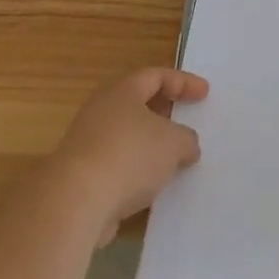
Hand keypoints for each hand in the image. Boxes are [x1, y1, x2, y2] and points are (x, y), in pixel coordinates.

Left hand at [47, 68, 208, 246]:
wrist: (74, 203)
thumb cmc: (129, 156)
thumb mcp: (174, 143)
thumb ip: (187, 139)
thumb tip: (186, 145)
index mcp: (123, 91)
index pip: (157, 76)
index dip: (183, 82)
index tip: (204, 94)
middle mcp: (102, 110)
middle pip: (138, 104)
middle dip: (165, 113)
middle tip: (186, 121)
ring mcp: (87, 144)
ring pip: (127, 137)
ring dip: (150, 147)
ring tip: (174, 160)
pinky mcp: (81, 177)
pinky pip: (117, 166)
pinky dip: (136, 172)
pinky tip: (152, 188)